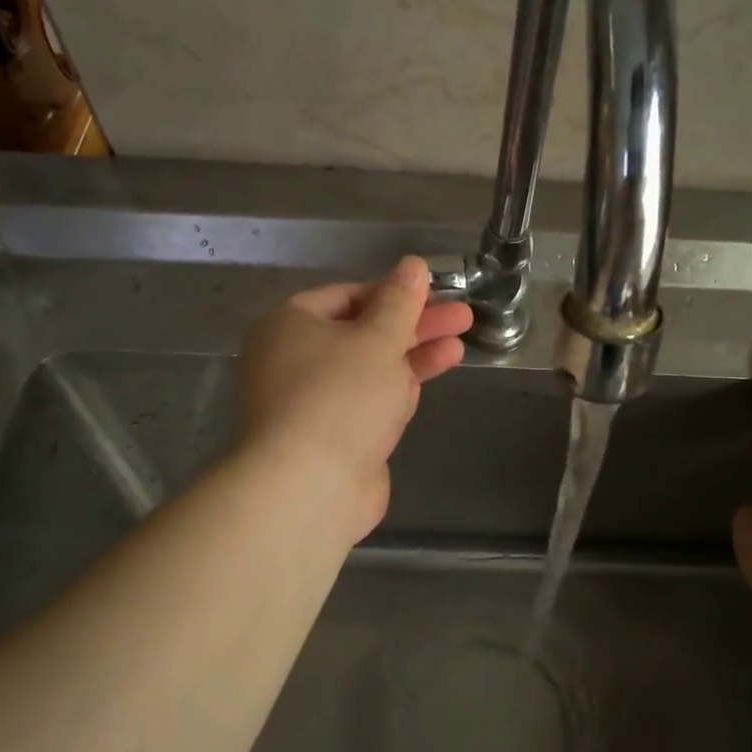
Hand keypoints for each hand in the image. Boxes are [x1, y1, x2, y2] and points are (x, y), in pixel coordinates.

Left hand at [235, 256, 472, 544]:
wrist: (309, 488)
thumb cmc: (340, 396)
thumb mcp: (377, 339)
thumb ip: (401, 302)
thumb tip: (413, 264)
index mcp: (289, 325)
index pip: (347, 295)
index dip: (393, 292)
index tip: (434, 292)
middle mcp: (294, 359)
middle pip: (363, 332)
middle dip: (414, 325)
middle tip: (462, 317)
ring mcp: (313, 401)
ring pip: (370, 368)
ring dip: (413, 355)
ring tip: (459, 346)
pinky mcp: (333, 436)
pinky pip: (368, 401)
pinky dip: (397, 388)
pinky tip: (430, 376)